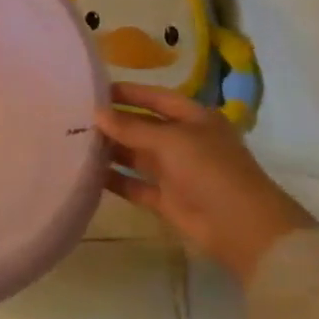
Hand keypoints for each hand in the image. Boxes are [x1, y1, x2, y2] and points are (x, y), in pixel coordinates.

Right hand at [97, 83, 316, 282]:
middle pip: (143, 126)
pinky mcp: (167, 199)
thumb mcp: (171, 141)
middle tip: (76, 116)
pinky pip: (134, 185)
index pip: (156, 98)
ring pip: (136, 155)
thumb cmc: (211, 170)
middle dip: (114, 122)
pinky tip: (87, 173)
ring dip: (111, 149)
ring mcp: (176, 172)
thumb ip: (132, 128)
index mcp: (194, 119)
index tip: (95, 90)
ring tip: (75, 141)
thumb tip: (97, 114)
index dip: (129, 92)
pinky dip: (114, 179)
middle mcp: (184, 141)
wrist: (243, 228)